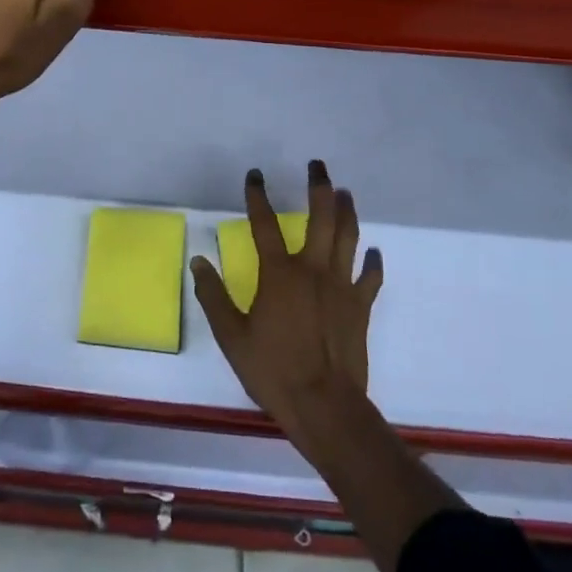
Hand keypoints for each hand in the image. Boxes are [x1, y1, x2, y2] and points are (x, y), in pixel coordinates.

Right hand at [191, 161, 383, 443]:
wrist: (325, 406)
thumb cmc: (273, 370)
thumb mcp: (232, 336)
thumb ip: (213, 296)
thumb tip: (198, 260)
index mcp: (279, 274)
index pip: (264, 224)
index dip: (258, 196)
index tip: (255, 175)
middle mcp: (313, 269)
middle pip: (321, 217)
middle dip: (319, 187)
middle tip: (318, 166)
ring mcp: (341, 286)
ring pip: (348, 237)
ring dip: (347, 211)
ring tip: (345, 192)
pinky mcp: (360, 306)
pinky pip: (370, 276)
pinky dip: (372, 262)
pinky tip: (373, 252)